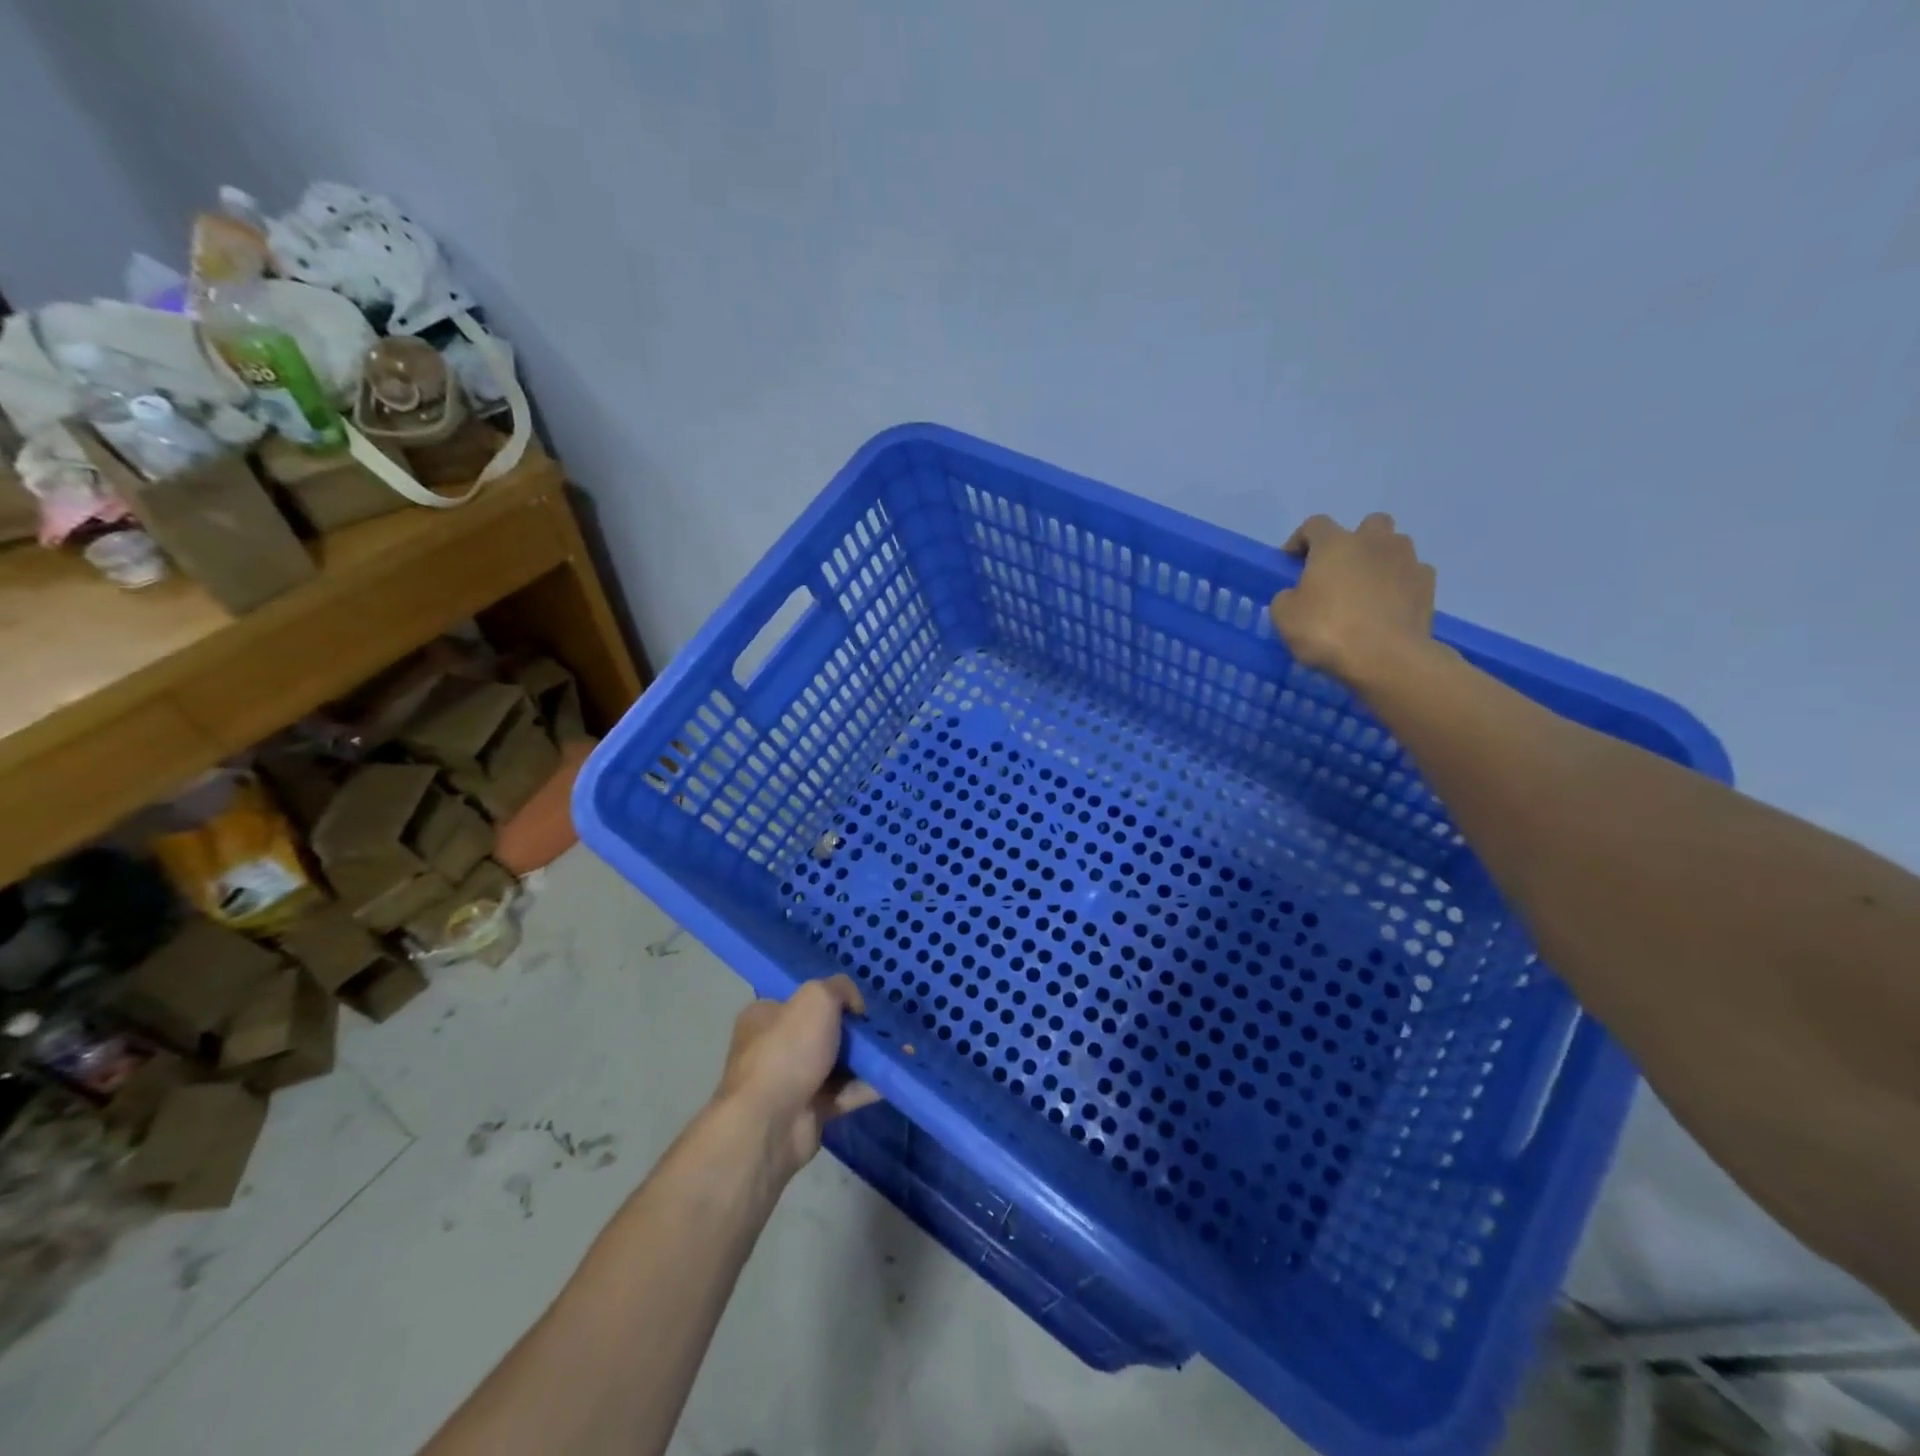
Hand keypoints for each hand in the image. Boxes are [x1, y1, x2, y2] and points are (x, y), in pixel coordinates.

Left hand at [713, 975, 878, 1175]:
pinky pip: (846, 1092)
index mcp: (765, 1016)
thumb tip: (854, 1006)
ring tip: (902, 1048)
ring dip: (867, 1057)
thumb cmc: (788, 1050)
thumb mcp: (816, 998)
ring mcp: (792, 1082)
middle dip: (854, 1030)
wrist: (769, 1124)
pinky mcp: (810, 1112)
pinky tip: (895, 1073)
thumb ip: (840, 989)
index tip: (858, 1003)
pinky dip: (869, 1085)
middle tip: (883, 1027)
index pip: (800, 999)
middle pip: (823, 1031)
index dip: (830, 997)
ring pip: (838, 1063)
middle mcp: (775, 1047)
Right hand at [1270, 513, 1437, 687]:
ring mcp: (1407, 561)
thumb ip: (1287, 597)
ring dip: (1380, 560)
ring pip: (1395, 547)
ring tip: (1366, 589)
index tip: (1290, 563)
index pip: (1314, 525)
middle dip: (1353, 542)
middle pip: (1368, 525)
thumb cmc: (1327, 631)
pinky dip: (1400, 584)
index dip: (1299, 541)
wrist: (1386, 659)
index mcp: (1335, 544)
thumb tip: (1297, 595)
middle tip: (1338, 570)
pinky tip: (1389, 606)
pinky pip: (1412, 575)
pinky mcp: (1428, 586)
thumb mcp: (1284, 616)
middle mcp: (1374, 542)